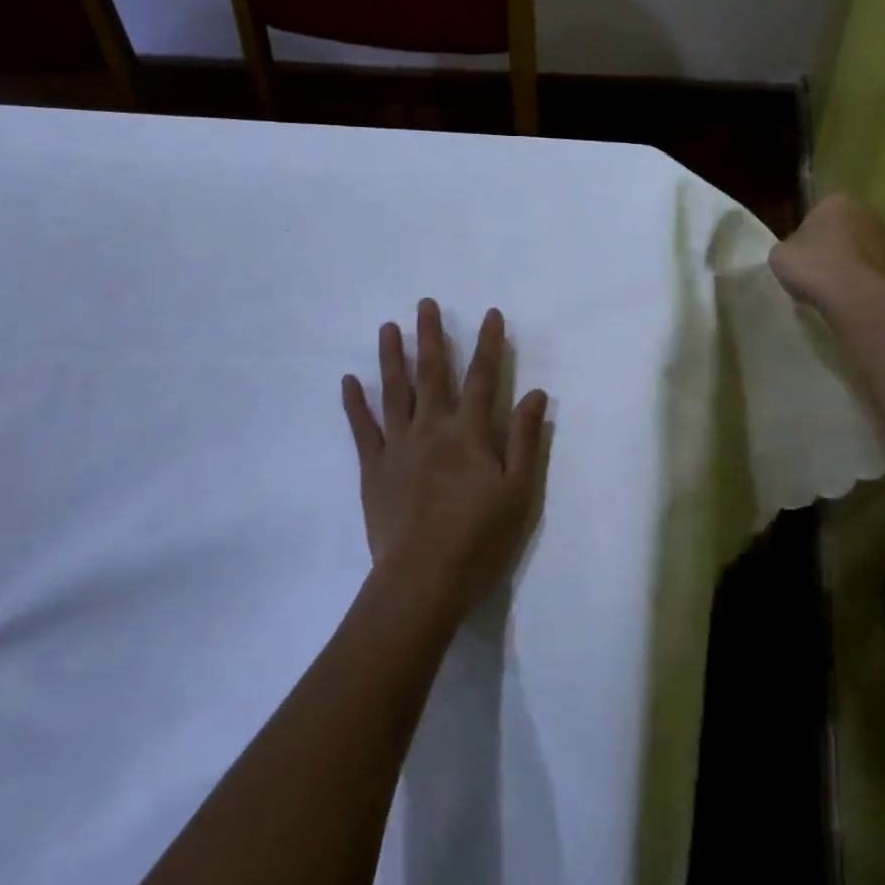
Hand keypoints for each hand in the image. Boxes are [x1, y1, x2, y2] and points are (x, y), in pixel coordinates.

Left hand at [342, 301, 549, 618]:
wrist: (423, 579)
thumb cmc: (480, 538)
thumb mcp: (520, 492)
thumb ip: (526, 439)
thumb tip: (537, 393)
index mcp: (470, 433)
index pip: (484, 377)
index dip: (489, 344)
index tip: (490, 314)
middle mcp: (433, 428)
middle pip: (433, 373)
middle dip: (431, 336)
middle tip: (424, 304)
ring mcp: (398, 445)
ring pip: (394, 391)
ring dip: (392, 356)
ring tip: (388, 327)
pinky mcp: (374, 468)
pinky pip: (362, 428)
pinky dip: (355, 403)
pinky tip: (348, 380)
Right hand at [769, 194, 884, 309]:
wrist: (857, 298)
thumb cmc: (813, 268)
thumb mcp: (780, 255)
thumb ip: (789, 247)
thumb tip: (797, 253)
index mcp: (836, 202)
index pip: (818, 214)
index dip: (808, 236)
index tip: (801, 257)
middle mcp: (869, 212)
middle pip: (848, 228)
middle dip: (837, 245)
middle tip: (820, 271)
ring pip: (868, 249)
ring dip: (857, 262)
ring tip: (840, 289)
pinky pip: (880, 271)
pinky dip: (871, 281)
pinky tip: (857, 298)